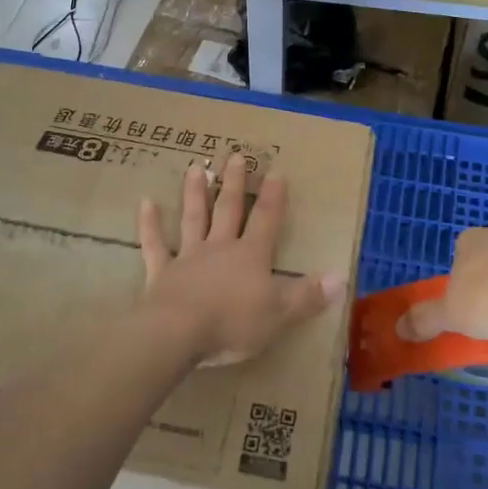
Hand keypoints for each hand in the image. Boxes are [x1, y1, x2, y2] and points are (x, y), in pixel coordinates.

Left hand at [138, 154, 344, 365]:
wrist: (178, 333)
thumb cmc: (233, 322)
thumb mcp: (280, 313)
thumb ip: (309, 295)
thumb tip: (341, 277)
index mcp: (251, 256)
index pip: (266, 220)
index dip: (273, 197)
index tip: (275, 171)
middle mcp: (220, 248)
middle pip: (228, 209)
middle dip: (234, 183)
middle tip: (235, 155)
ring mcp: (188, 257)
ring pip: (193, 218)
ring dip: (195, 192)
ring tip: (196, 167)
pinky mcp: (161, 273)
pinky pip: (155, 244)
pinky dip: (150, 224)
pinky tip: (146, 202)